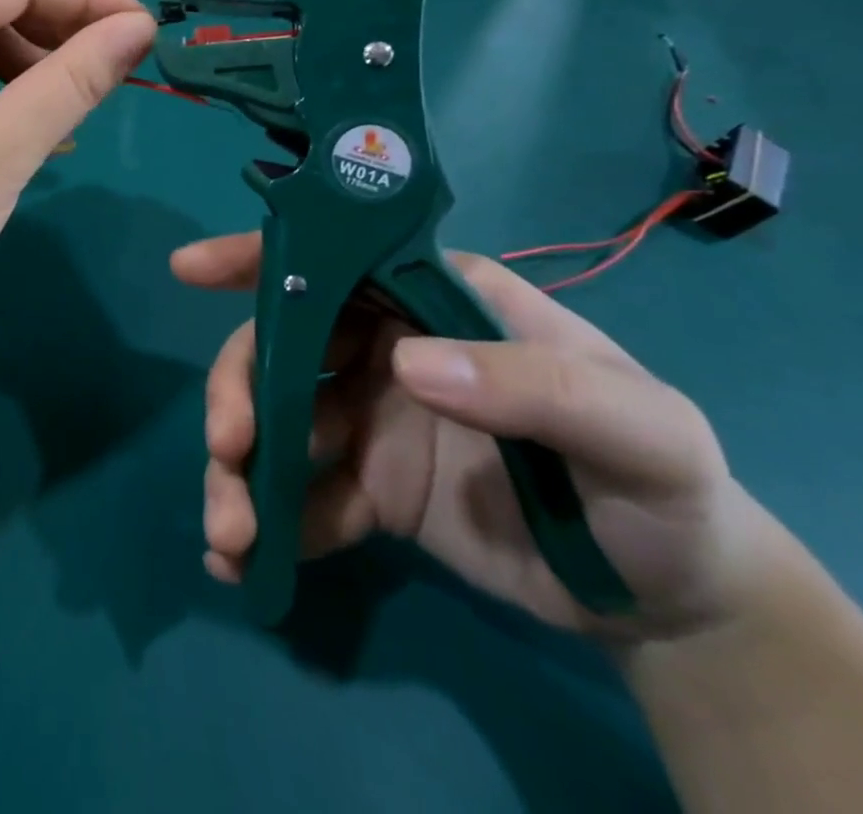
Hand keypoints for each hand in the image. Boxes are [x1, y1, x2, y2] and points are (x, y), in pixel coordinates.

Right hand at [177, 236, 780, 642]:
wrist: (672, 604)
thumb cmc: (659, 486)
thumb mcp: (639, 429)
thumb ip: (536, 386)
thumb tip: (407, 366)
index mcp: (433, 304)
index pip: (334, 261)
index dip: (257, 258)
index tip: (190, 269)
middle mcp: (386, 348)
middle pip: (280, 348)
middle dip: (239, 392)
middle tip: (227, 449)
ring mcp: (368, 418)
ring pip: (274, 422)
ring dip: (239, 470)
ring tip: (230, 532)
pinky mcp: (365, 487)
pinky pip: (298, 494)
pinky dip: (265, 522)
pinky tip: (243, 561)